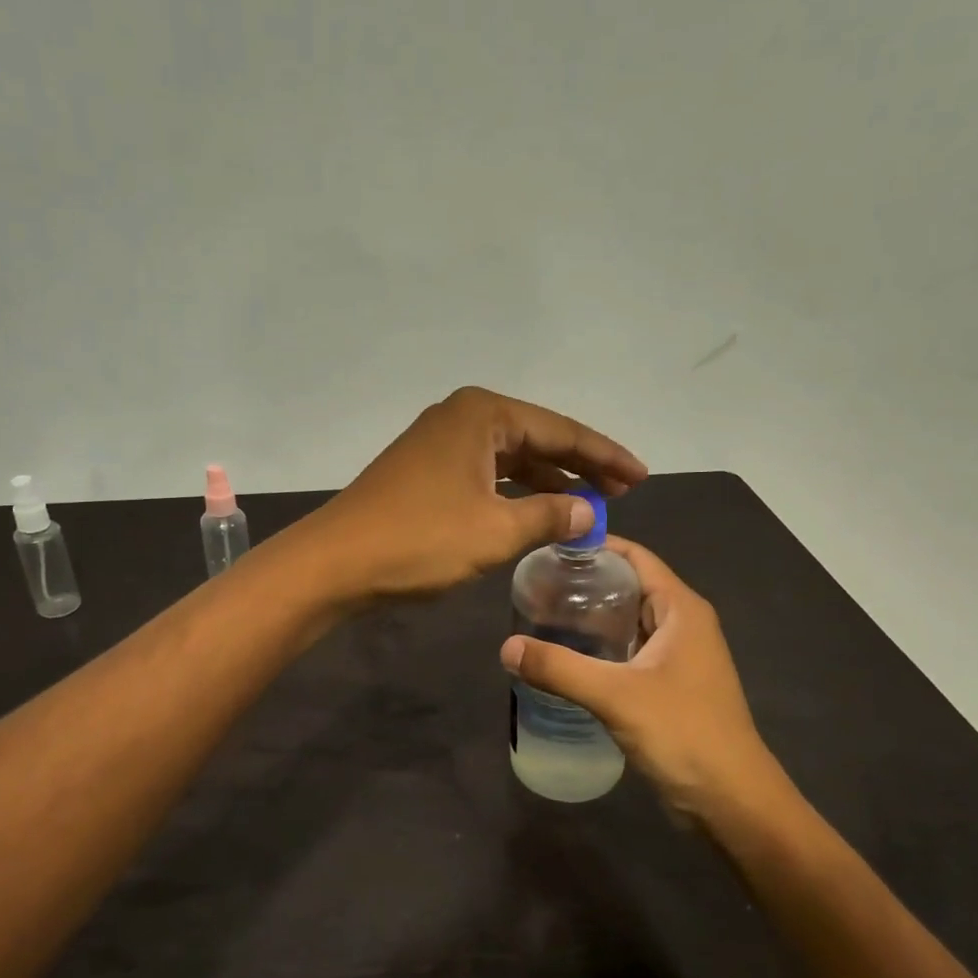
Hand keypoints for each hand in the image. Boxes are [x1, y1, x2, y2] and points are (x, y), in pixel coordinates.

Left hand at [307, 387, 646, 600]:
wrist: (335, 563)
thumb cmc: (419, 540)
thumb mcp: (495, 531)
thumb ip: (550, 516)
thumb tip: (590, 512)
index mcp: (482, 414)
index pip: (560, 431)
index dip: (605, 455)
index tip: (642, 476)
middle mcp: (461, 417)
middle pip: (537, 438)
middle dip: (580, 465)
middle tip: (623, 490)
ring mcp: (439, 443)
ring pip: (510, 458)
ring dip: (548, 481)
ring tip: (590, 503)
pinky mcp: (425, 471)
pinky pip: (486, 474)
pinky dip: (515, 493)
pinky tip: (538, 511)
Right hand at [499, 537, 795, 820]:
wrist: (732, 802)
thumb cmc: (684, 734)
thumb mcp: (616, 695)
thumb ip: (560, 668)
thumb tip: (507, 648)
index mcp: (681, 609)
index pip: (636, 557)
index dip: (596, 547)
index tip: (549, 547)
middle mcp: (683, 624)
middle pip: (630, 587)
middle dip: (586, 583)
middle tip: (535, 584)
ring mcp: (678, 658)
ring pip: (629, 623)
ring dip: (591, 619)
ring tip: (541, 616)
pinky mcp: (670, 687)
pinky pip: (630, 653)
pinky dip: (601, 649)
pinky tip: (567, 659)